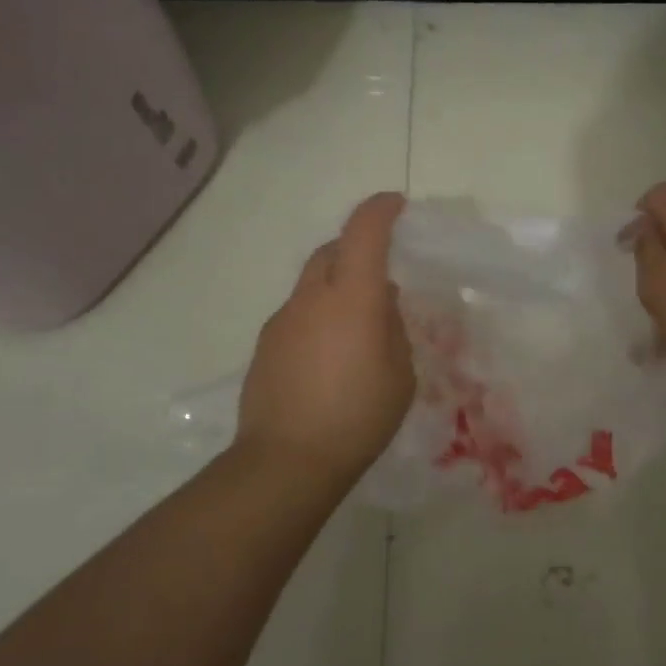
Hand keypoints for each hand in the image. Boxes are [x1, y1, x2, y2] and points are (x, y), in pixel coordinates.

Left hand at [237, 192, 415, 489]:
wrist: (287, 461)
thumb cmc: (358, 417)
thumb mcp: (400, 374)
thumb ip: (393, 329)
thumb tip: (381, 305)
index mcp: (353, 297)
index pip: (364, 232)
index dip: (380, 210)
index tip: (395, 204)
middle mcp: (312, 297)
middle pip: (332, 250)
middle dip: (356, 246)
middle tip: (380, 270)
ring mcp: (282, 320)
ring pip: (311, 282)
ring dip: (335, 285)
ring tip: (357, 323)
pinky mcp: (265, 345)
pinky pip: (298, 313)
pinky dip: (317, 314)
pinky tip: (329, 353)